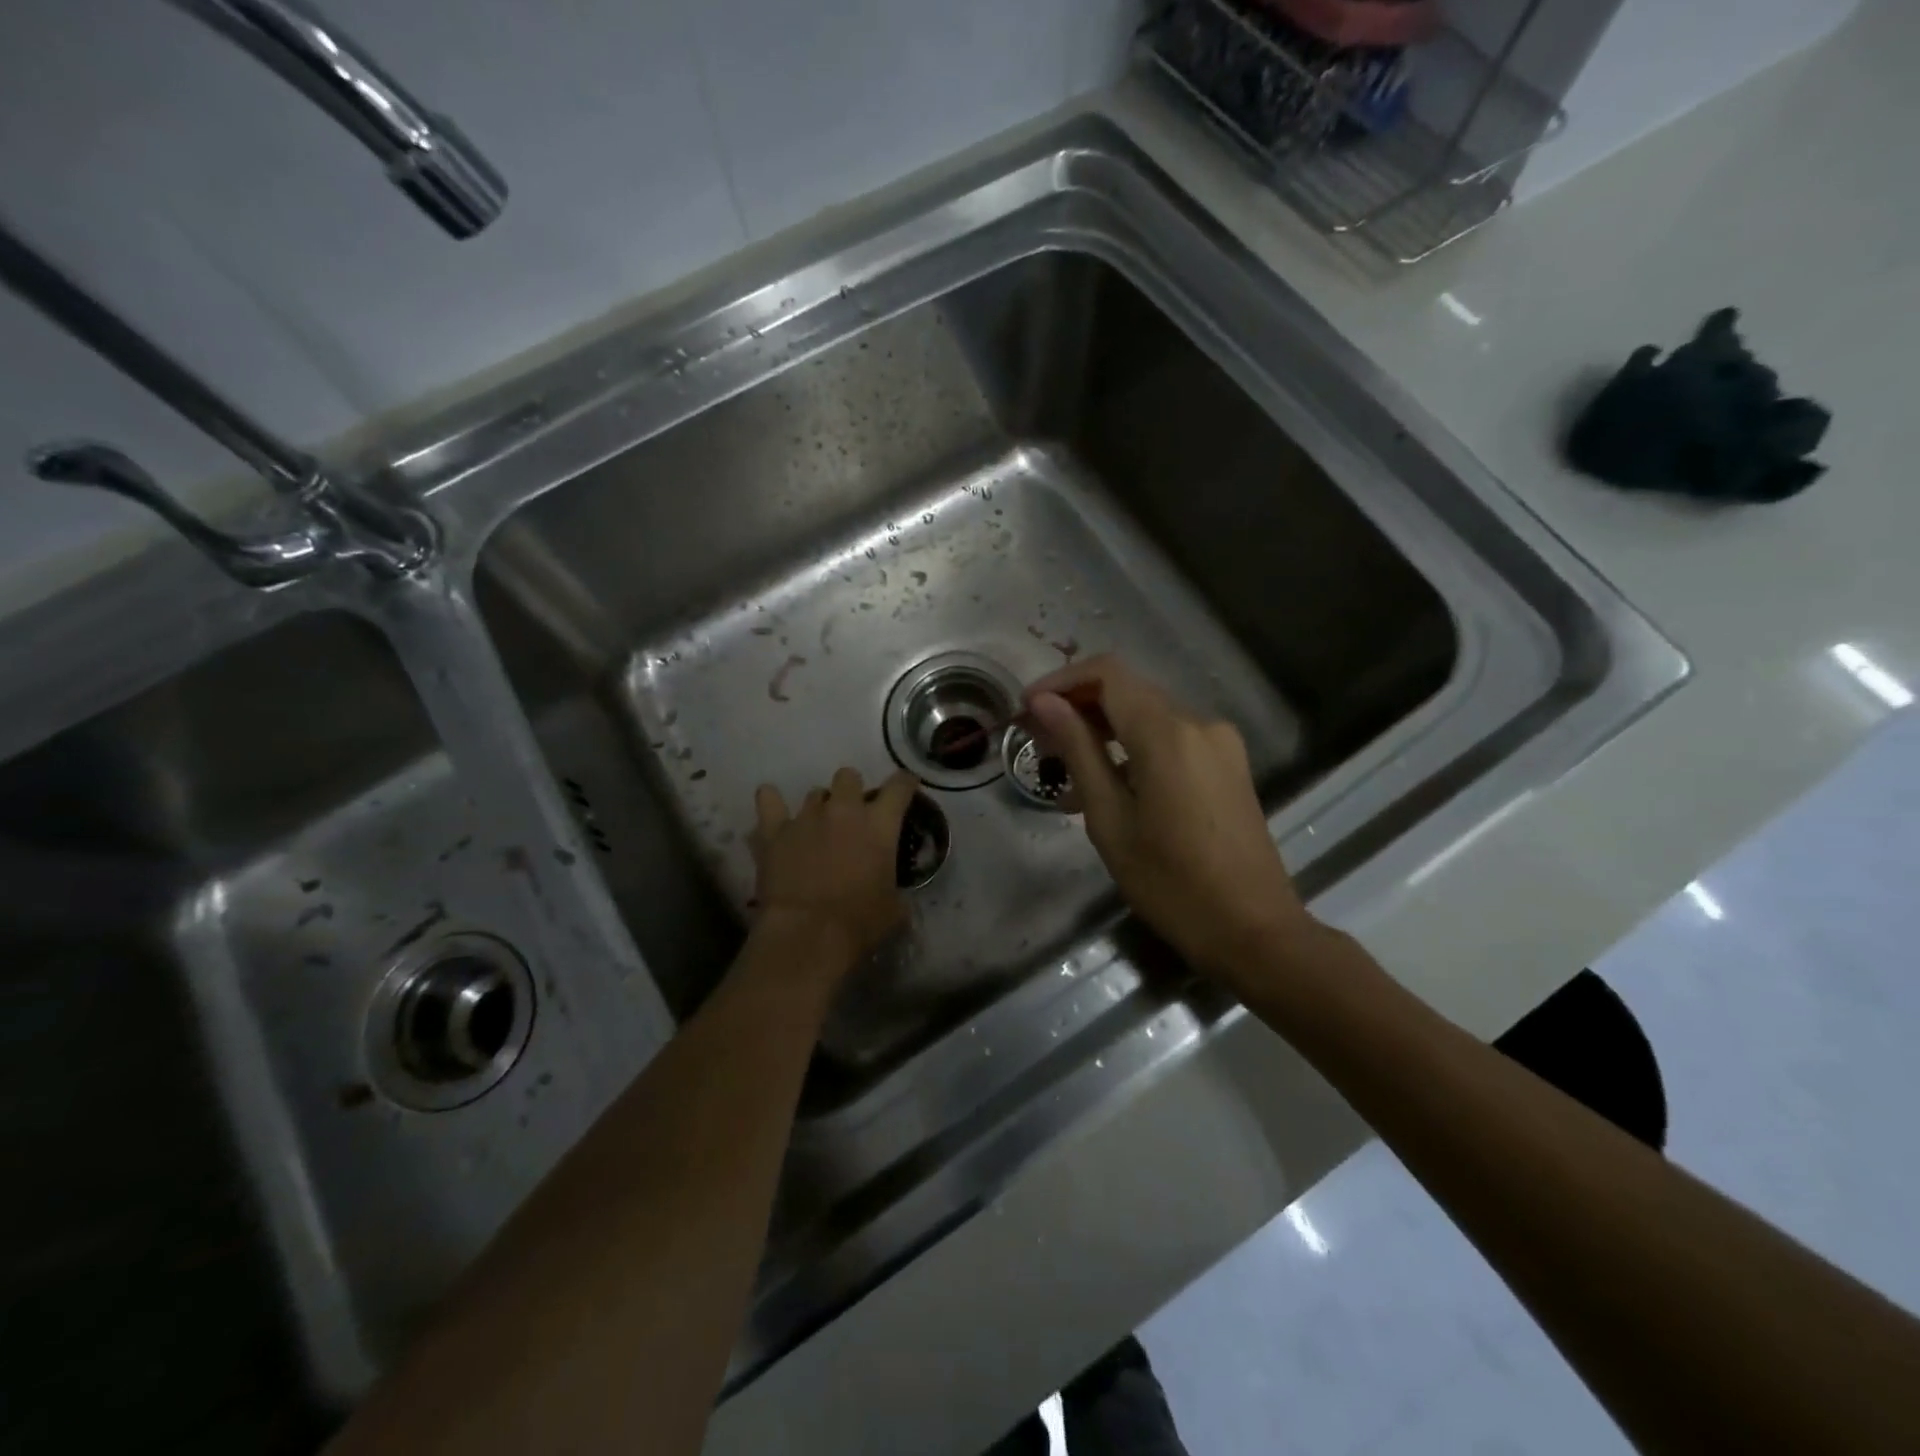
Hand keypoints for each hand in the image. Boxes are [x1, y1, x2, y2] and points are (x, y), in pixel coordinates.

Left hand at [750, 768, 917, 982]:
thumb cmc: (859, 923)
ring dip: (819, 807)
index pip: (899, 786)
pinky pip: (768, 800)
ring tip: (816, 829)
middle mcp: (844, 810)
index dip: (905, 783)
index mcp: (879, 824)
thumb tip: (894, 893)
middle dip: (852, 790)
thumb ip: (896, 889)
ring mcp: (806, 817)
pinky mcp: (774, 831)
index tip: (906, 786)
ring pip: (814, 793)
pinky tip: (773, 809)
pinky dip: (771, 801)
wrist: (808, 933)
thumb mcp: (895, 909)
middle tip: (852, 816)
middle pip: (848, 776)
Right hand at [1026, 656, 1310, 981]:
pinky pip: (1172, 742)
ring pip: (1148, 718)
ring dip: (1104, 733)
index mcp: (1167, 733)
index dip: (1061, 681)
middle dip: (1078, 708)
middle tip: (1037, 743)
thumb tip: (1044, 703)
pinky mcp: (1228, 766)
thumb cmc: (1170, 882)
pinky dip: (1134, 752)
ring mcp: (1219, 744)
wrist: (1253, 931)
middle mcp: (1198, 723)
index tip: (1026, 709)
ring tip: (1065, 777)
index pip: (1107, 674)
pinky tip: (1108, 791)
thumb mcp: (1110, 819)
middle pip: (1128, 692)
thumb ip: (1078, 751)